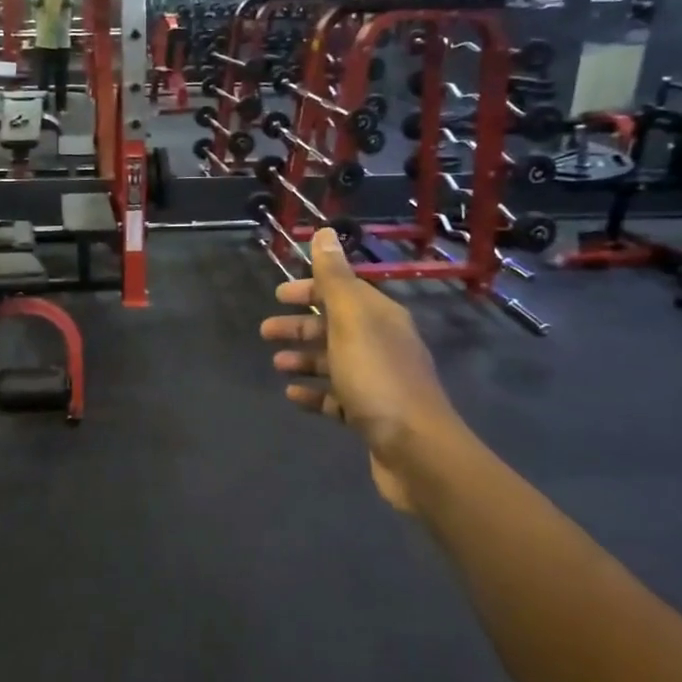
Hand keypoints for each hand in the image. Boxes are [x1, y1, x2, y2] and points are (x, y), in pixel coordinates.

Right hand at [260, 229, 456, 512]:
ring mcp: (378, 381)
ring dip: (304, 358)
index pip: (342, 292)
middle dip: (300, 326)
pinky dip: (314, 393)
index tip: (278, 295)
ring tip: (277, 364)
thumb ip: (334, 278)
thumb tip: (324, 232)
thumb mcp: (351, 321)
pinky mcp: (371, 414)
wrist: (416, 449)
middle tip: (265, 331)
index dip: (310, 290)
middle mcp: (382, 344)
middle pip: (335, 326)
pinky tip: (292, 395)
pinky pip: (336, 397)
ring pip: (334, 361)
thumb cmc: (377, 378)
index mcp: (380, 317)